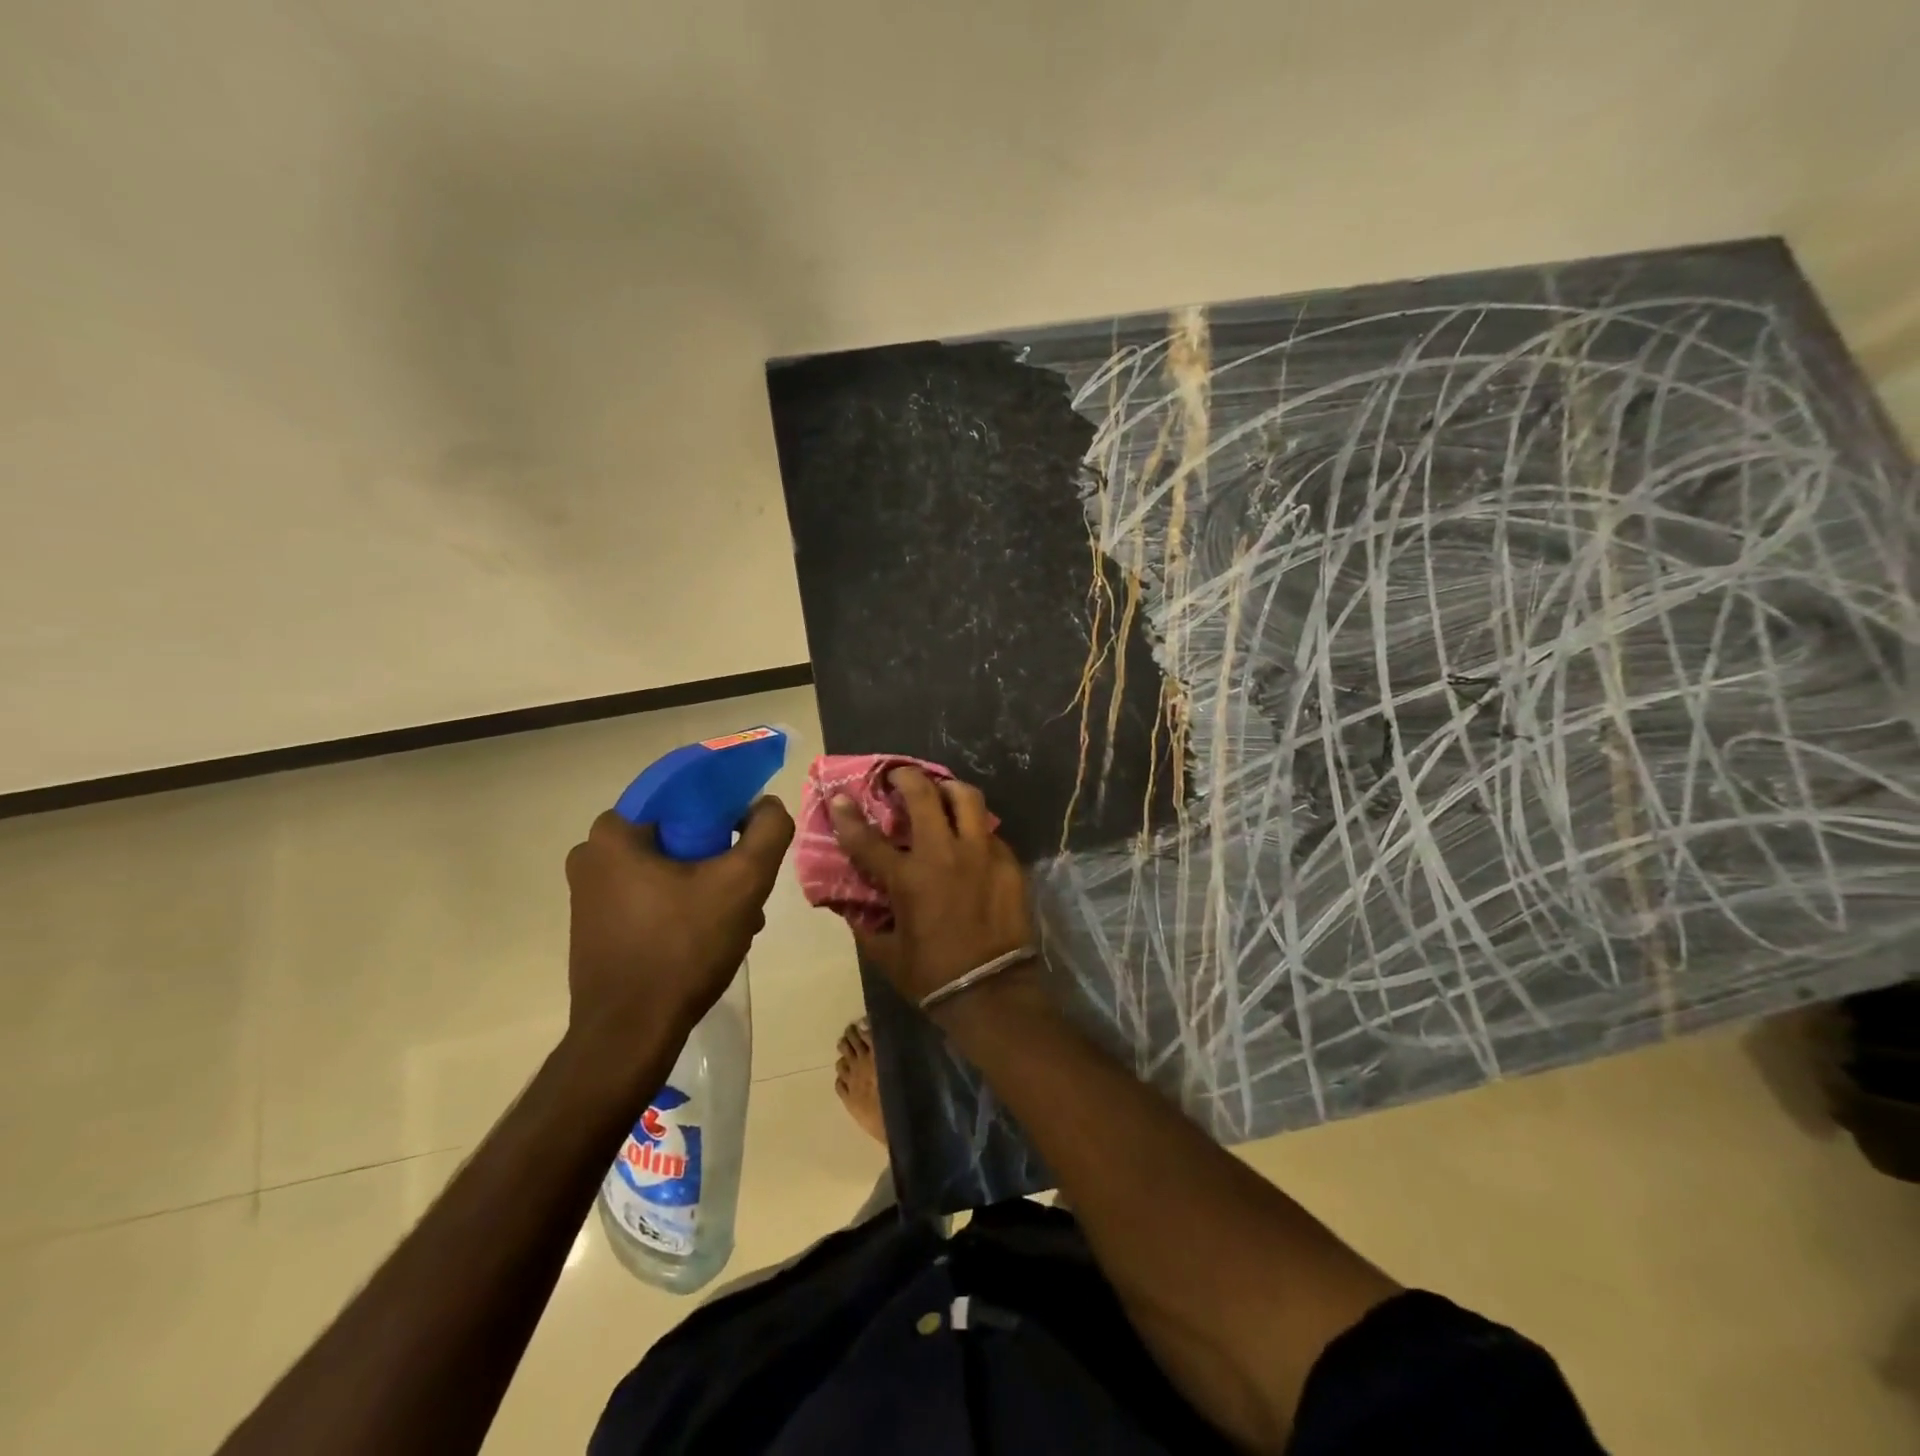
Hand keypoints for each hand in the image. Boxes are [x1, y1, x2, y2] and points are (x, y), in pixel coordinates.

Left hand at [564, 798, 794, 1048]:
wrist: (630, 1036)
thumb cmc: (683, 949)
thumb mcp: (743, 882)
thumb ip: (767, 830)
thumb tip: (766, 805)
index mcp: (614, 833)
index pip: (681, 793)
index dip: (725, 804)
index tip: (751, 829)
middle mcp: (592, 856)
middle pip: (677, 834)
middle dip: (720, 854)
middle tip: (750, 882)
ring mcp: (590, 895)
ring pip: (667, 868)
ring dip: (708, 883)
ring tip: (742, 916)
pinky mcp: (597, 927)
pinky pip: (652, 896)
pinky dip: (685, 904)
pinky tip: (715, 934)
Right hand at [828, 768, 1034, 1010]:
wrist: (993, 992)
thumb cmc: (932, 977)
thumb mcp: (886, 954)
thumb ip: (865, 923)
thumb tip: (849, 904)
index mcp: (908, 879)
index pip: (867, 838)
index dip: (848, 815)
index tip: (840, 797)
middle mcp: (943, 855)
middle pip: (923, 795)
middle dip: (906, 777)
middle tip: (900, 776)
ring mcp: (980, 854)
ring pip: (967, 798)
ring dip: (948, 789)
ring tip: (942, 791)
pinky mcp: (1008, 861)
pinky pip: (989, 831)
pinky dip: (975, 828)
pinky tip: (971, 839)